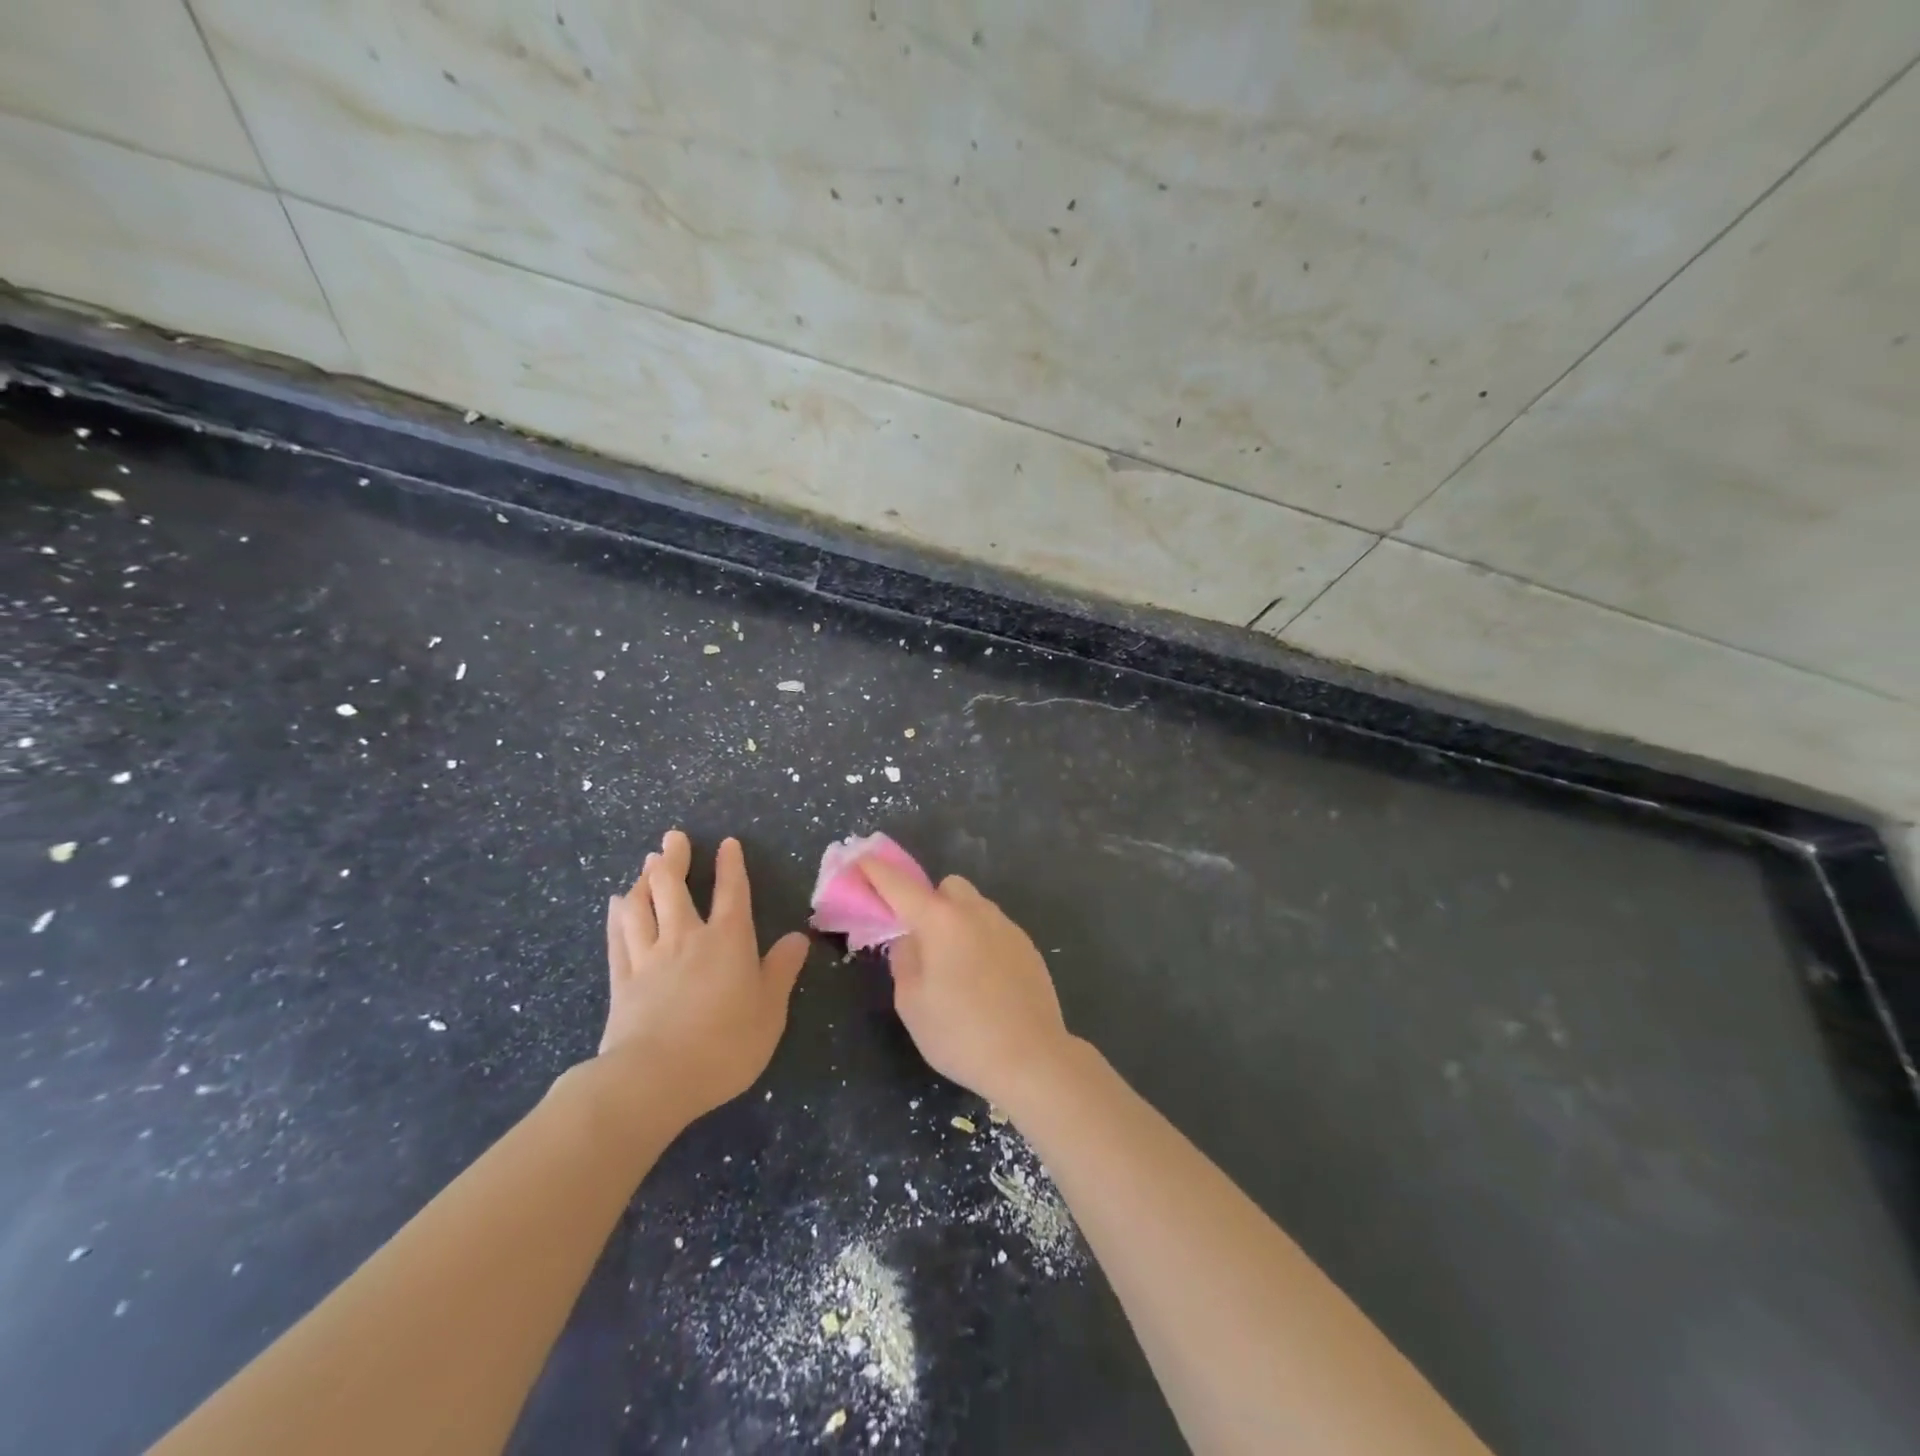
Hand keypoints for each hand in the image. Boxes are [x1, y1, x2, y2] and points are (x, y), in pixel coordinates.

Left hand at [600, 830, 808, 1122]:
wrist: (654, 1079)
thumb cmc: (725, 1044)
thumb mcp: (770, 1010)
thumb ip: (781, 970)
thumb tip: (797, 937)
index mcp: (728, 941)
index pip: (731, 892)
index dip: (731, 865)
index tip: (726, 843)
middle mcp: (686, 938)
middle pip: (675, 888)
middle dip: (674, 859)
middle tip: (672, 838)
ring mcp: (649, 958)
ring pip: (642, 907)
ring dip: (644, 881)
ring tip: (646, 863)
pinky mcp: (622, 981)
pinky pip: (618, 938)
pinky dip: (617, 916)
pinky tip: (616, 904)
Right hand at [859, 857, 1074, 1111]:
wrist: (1031, 1057)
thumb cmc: (961, 1034)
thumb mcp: (912, 1002)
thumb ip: (904, 960)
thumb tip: (910, 940)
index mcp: (941, 921)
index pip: (900, 885)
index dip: (876, 871)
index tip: (861, 861)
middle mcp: (976, 912)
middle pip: (947, 887)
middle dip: (929, 902)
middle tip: (922, 940)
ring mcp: (1007, 926)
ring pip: (974, 906)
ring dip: (957, 921)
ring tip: (955, 967)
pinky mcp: (1027, 946)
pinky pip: (994, 928)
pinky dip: (980, 940)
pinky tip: (983, 980)